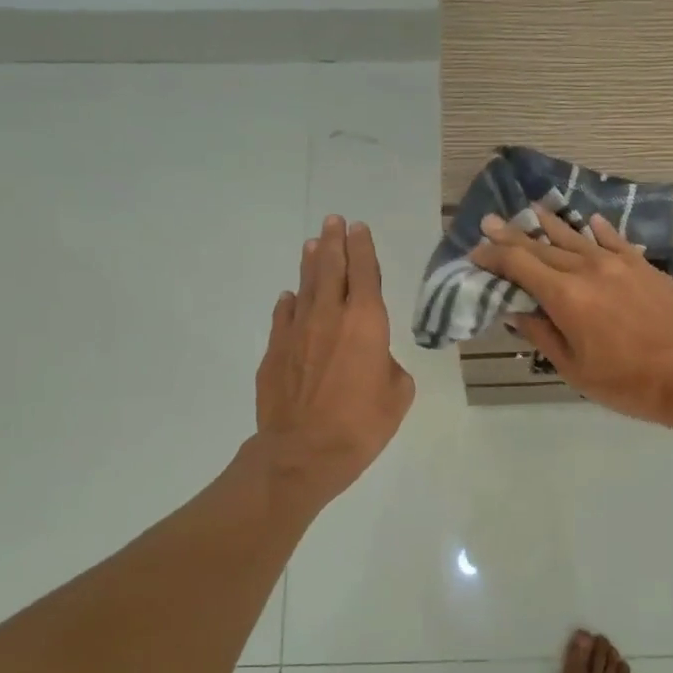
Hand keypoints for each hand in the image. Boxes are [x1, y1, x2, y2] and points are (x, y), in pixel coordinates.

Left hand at [254, 216, 415, 508]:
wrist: (303, 452)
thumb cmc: (362, 424)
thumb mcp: (397, 394)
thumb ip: (388, 365)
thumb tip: (373, 359)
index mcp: (367, 322)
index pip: (366, 273)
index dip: (363, 248)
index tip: (359, 228)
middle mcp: (330, 316)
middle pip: (331, 268)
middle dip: (334, 242)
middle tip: (333, 220)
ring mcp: (297, 331)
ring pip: (305, 286)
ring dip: (310, 263)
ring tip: (312, 244)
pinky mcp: (274, 351)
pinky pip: (283, 317)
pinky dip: (289, 303)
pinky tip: (290, 297)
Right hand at [470, 209, 672, 429]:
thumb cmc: (630, 382)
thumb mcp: (576, 370)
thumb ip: (543, 336)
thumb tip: (517, 312)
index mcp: (565, 296)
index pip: (519, 266)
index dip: (494, 257)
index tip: (476, 252)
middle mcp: (587, 269)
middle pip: (542, 246)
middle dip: (512, 235)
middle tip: (490, 221)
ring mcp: (618, 263)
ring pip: (575, 237)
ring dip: (550, 224)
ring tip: (530, 209)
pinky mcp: (643, 266)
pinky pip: (613, 240)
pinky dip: (597, 230)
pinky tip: (589, 221)